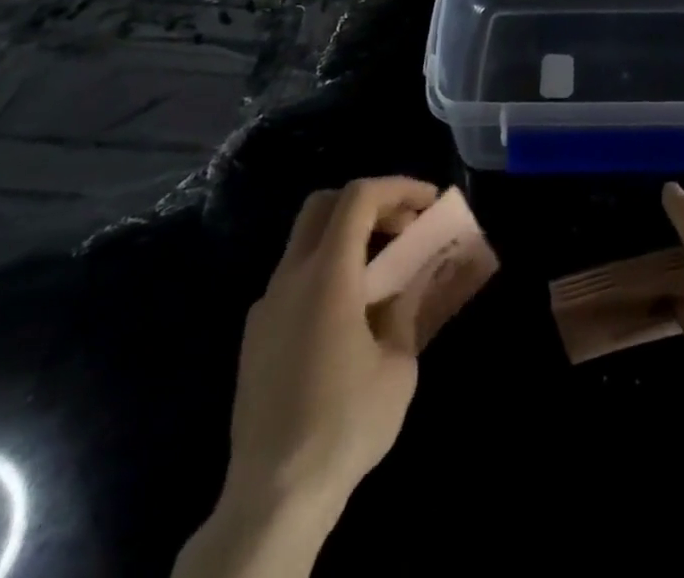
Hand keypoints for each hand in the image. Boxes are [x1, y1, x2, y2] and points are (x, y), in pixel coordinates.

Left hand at [175, 176, 439, 577]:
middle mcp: (290, 277)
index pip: (359, 197)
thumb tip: (410, 283)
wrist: (272, 496)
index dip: (397, 187)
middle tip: (403, 226)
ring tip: (383, 270)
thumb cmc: (345, 424)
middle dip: (369, 202)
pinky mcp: (254, 336)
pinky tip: (348, 313)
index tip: (429, 203)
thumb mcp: (397, 366)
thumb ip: (405, 310)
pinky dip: (326, 270)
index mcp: (327, 275)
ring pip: (306, 240)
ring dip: (347, 236)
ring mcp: (266, 305)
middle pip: (324, 205)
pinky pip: (294, 278)